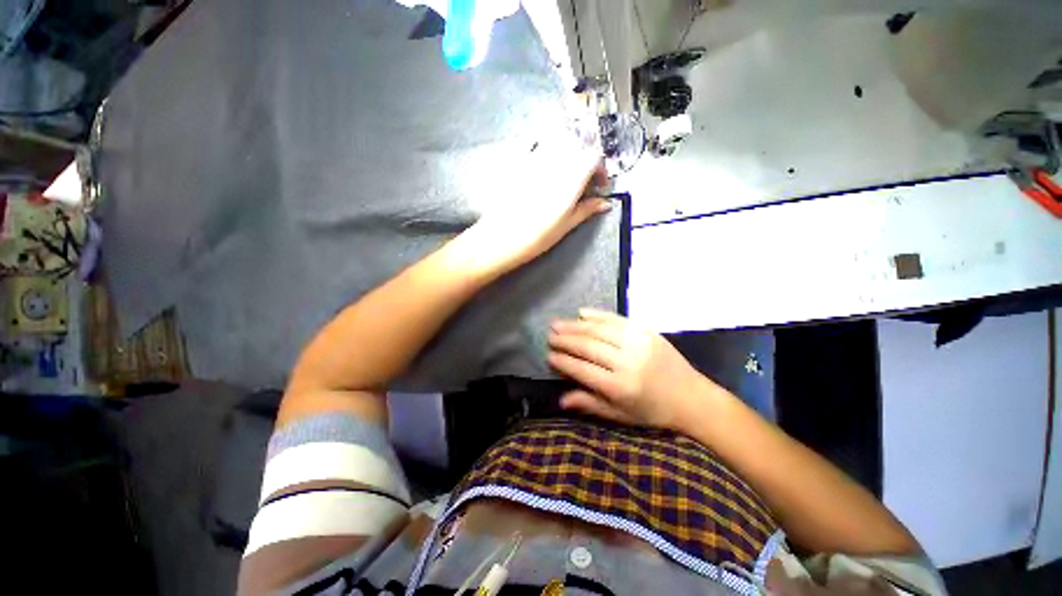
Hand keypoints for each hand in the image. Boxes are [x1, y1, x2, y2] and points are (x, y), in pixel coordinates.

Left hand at [465, 146, 610, 274]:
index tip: (598, 186)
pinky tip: (546, 169)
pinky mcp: (520, 162)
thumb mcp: (566, 225)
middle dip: (587, 157)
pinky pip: (538, 144)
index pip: (594, 157)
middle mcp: (555, 162)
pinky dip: (549, 150)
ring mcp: (536, 158)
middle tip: (584, 179)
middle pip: (579, 143)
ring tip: (567, 172)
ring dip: (569, 150)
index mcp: (571, 178)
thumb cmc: (536, 236)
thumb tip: (605, 204)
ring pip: (559, 139)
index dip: (601, 169)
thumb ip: (587, 209)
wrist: (500, 237)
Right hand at [547, 309, 720, 429]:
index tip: (548, 355)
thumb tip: (561, 400)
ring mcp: (638, 342)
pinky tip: (582, 312)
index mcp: (620, 387)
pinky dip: (597, 314)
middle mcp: (627, 362)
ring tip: (558, 323)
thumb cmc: (653, 411)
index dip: (563, 361)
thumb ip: (590, 404)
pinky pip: (616, 319)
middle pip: (588, 346)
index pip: (583, 369)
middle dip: (565, 340)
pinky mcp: (646, 331)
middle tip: (549, 335)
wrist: (692, 397)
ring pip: (599, 329)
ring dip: (576, 325)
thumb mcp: (621, 415)